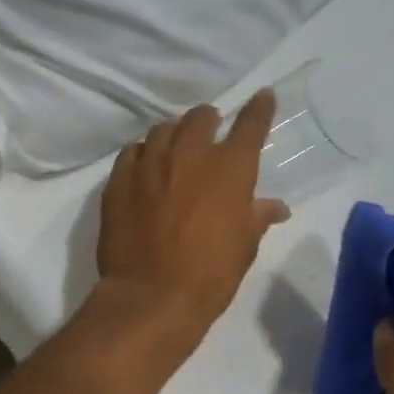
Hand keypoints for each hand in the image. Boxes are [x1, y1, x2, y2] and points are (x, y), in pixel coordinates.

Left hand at [96, 91, 290, 345]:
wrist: (151, 296)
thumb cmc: (210, 275)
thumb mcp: (244, 247)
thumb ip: (257, 217)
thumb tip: (275, 207)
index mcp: (230, 168)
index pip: (251, 124)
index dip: (259, 108)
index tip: (262, 97)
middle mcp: (190, 154)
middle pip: (200, 117)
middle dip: (208, 122)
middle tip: (209, 133)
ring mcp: (150, 163)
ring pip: (163, 130)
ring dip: (174, 135)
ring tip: (174, 150)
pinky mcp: (119, 179)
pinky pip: (132, 151)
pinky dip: (143, 153)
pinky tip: (144, 166)